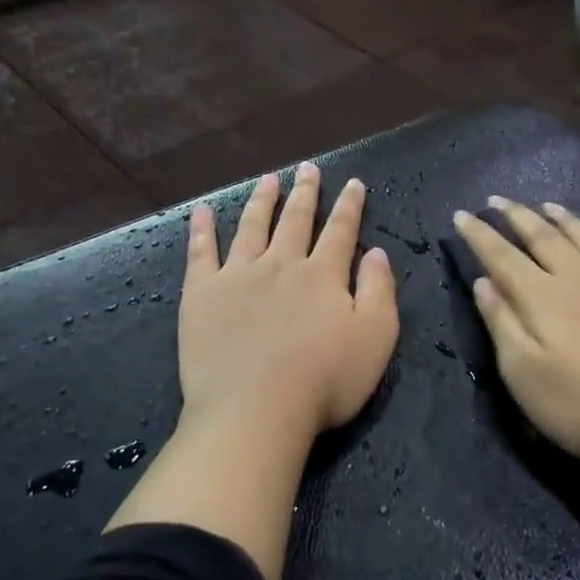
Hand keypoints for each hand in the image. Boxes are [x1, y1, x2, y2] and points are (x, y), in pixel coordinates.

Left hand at [180, 162, 399, 445]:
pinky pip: (201, 252)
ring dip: (262, 200)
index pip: (340, 231)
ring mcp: (238, 275)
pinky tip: (203, 210)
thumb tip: (376, 252)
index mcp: (322, 275)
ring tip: (268, 179)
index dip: (349, 206)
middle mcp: (280, 264)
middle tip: (307, 169)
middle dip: (305, 193)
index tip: (353, 183)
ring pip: (252, 226)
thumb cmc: (324, 381)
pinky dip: (202, 228)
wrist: (255, 410)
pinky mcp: (202, 294)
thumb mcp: (375, 339)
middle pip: (295, 220)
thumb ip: (378, 291)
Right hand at [455, 197, 579, 484]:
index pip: (502, 256)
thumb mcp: (524, 375)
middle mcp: (579, 280)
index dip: (480, 234)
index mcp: (543, 298)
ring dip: (562, 219)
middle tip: (499, 199)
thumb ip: (502, 323)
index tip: (462, 214)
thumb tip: (483, 282)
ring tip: (547, 205)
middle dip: (517, 216)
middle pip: (543, 238)